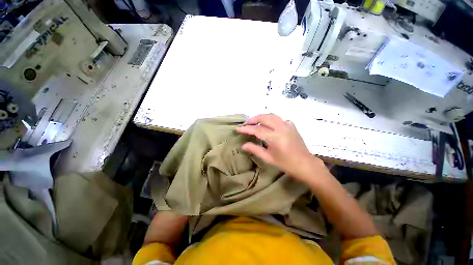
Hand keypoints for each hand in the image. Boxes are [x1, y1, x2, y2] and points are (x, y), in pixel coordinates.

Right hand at [236, 114, 323, 180]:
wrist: (305, 164)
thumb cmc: (286, 164)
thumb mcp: (269, 158)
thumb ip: (255, 150)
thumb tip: (243, 145)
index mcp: (275, 137)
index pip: (257, 130)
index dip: (246, 128)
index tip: (238, 128)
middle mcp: (281, 128)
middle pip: (264, 117)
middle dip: (253, 119)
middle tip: (246, 124)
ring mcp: (288, 125)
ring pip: (272, 115)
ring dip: (262, 117)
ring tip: (255, 122)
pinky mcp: (292, 126)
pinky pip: (280, 119)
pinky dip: (272, 120)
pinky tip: (270, 125)